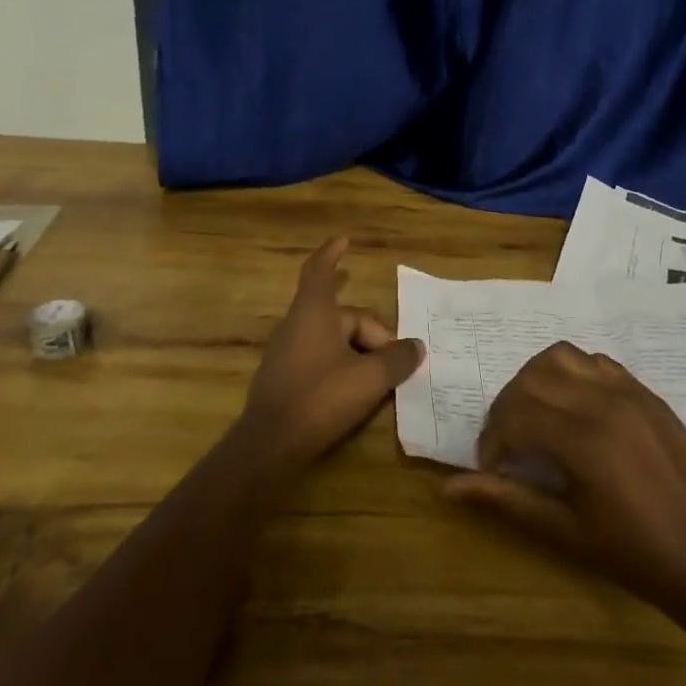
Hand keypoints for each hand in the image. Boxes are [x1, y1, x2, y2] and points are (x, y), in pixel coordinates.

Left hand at [237, 238, 423, 475]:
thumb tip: (416, 347)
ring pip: (332, 339)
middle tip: (396, 361)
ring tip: (380, 378)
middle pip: (342, 316)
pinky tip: (355, 392)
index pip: (320, 270)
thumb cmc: (320, 397)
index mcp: (314, 312)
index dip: (332, 254)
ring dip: (358, 352)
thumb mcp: (369, 378)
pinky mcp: (283, 377)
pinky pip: (319, 358)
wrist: (269, 444)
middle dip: (371, 334)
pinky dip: (341, 366)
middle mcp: (297, 324)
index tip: (344, 241)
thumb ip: (396, 359)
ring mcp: (286, 351)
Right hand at [443, 342, 685, 612]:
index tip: (492, 467)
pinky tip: (573, 409)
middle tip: (507, 445)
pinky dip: (572, 374)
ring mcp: (629, 391)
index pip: (515, 414)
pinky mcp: (646, 393)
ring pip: (561, 356)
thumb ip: (508, 500)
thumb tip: (451, 488)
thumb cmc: (636, 556)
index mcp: (584, 440)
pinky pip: (596, 361)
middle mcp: (604, 402)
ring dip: (535, 380)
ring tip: (535, 417)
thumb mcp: (566, 532)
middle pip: (531, 378)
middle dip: (506, 407)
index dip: (492, 439)